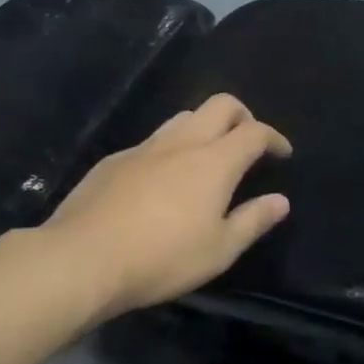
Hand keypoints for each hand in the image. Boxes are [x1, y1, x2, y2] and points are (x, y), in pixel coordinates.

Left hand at [45, 93, 291, 317]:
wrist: (82, 258)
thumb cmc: (161, 258)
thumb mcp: (218, 250)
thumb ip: (253, 221)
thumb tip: (280, 201)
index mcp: (214, 161)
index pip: (254, 132)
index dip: (274, 137)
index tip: (282, 153)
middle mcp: (182, 142)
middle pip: (220, 105)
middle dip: (242, 116)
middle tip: (248, 142)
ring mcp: (144, 147)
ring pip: (183, 117)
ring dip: (205, 127)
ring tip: (207, 158)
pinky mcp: (114, 160)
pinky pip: (152, 141)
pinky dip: (170, 149)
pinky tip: (161, 181)